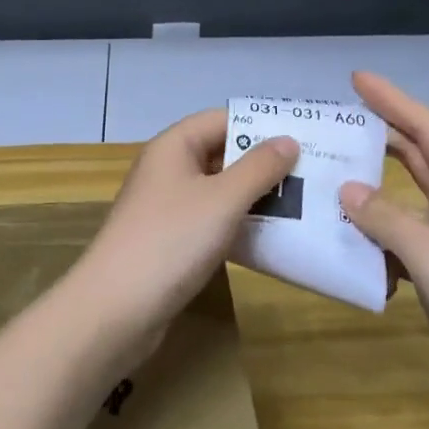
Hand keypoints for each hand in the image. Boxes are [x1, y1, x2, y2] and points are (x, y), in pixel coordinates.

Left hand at [74, 108, 297, 340]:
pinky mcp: (170, 242)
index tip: (304, 136)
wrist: (116, 309)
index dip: (260, 124)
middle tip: (312, 172)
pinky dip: (238, 224)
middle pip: (221, 154)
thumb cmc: (171, 241)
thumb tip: (288, 140)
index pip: (222, 119)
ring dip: (254, 196)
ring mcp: (166, 208)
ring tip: (302, 203)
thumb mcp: (223, 199)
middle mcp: (167, 171)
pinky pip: (211, 222)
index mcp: (173, 147)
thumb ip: (259, 168)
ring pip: (218, 191)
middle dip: (263, 163)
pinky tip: (271, 237)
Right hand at [338, 72, 428, 416]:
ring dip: (375, 189)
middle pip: (421, 158)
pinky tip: (350, 239)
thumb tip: (347, 189)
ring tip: (333, 174)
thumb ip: (385, 218)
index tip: (357, 79)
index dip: (393, 100)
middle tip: (339, 121)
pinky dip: (379, 234)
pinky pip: (406, 238)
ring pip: (410, 200)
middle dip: (383, 136)